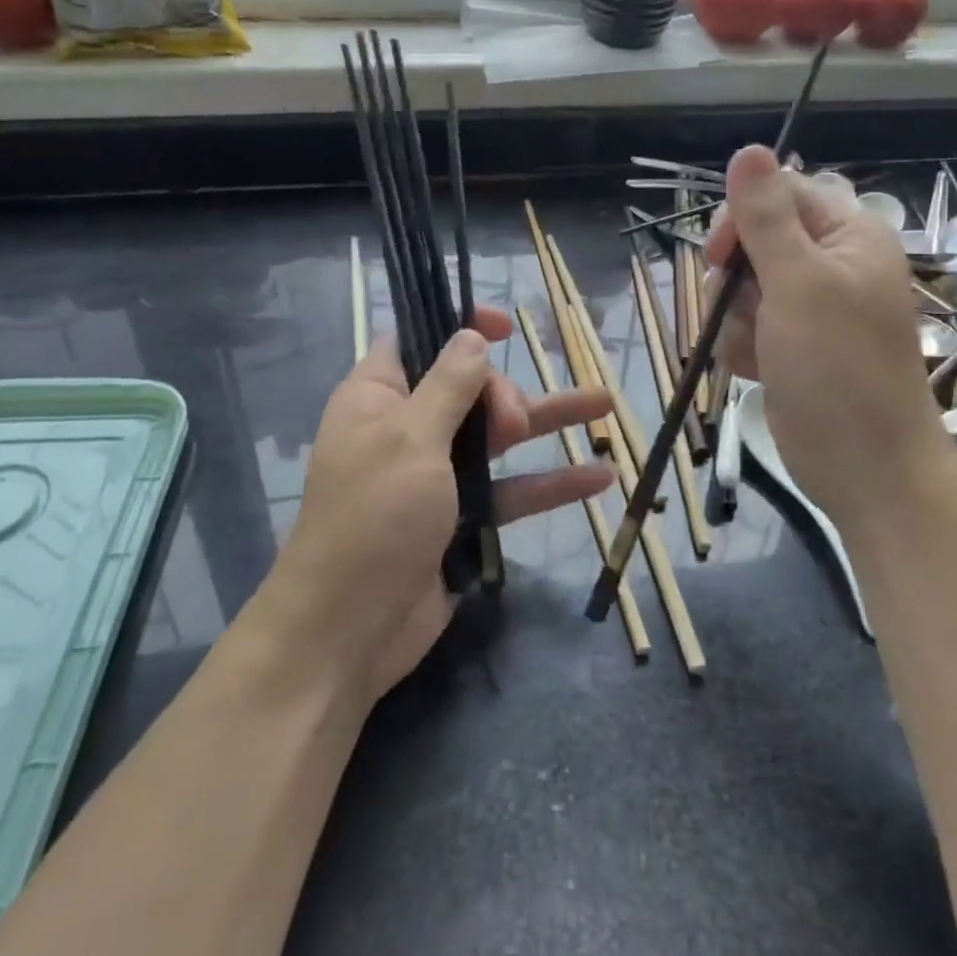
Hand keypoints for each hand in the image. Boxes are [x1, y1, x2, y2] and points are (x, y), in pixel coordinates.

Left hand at [256, 305, 613, 703]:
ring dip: (548, 422)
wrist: (350, 629)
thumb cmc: (373, 516)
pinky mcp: (462, 518)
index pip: (417, 338)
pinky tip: (600, 477)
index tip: (505, 326)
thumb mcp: (410, 438)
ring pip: (500, 437)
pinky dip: (551, 484)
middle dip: (503, 394)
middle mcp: (407, 428)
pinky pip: (512, 490)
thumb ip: (448, 384)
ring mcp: (437, 475)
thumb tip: (470, 336)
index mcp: (378, 397)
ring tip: (606, 404)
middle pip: (469, 387)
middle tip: (512, 426)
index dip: (459, 326)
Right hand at [705, 145, 948, 524]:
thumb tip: (748, 148)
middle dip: (735, 279)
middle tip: (740, 310)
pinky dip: (741, 345)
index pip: (781, 193)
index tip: (719, 256)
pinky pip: (746, 324)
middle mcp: (831, 264)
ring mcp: (811, 308)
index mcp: (848, 235)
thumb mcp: (797, 283)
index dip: (742, 218)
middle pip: (755, 241)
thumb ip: (766, 217)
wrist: (863, 466)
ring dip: (734, 318)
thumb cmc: (837, 368)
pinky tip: (755, 369)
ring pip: (743, 286)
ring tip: (754, 350)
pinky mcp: (792, 344)